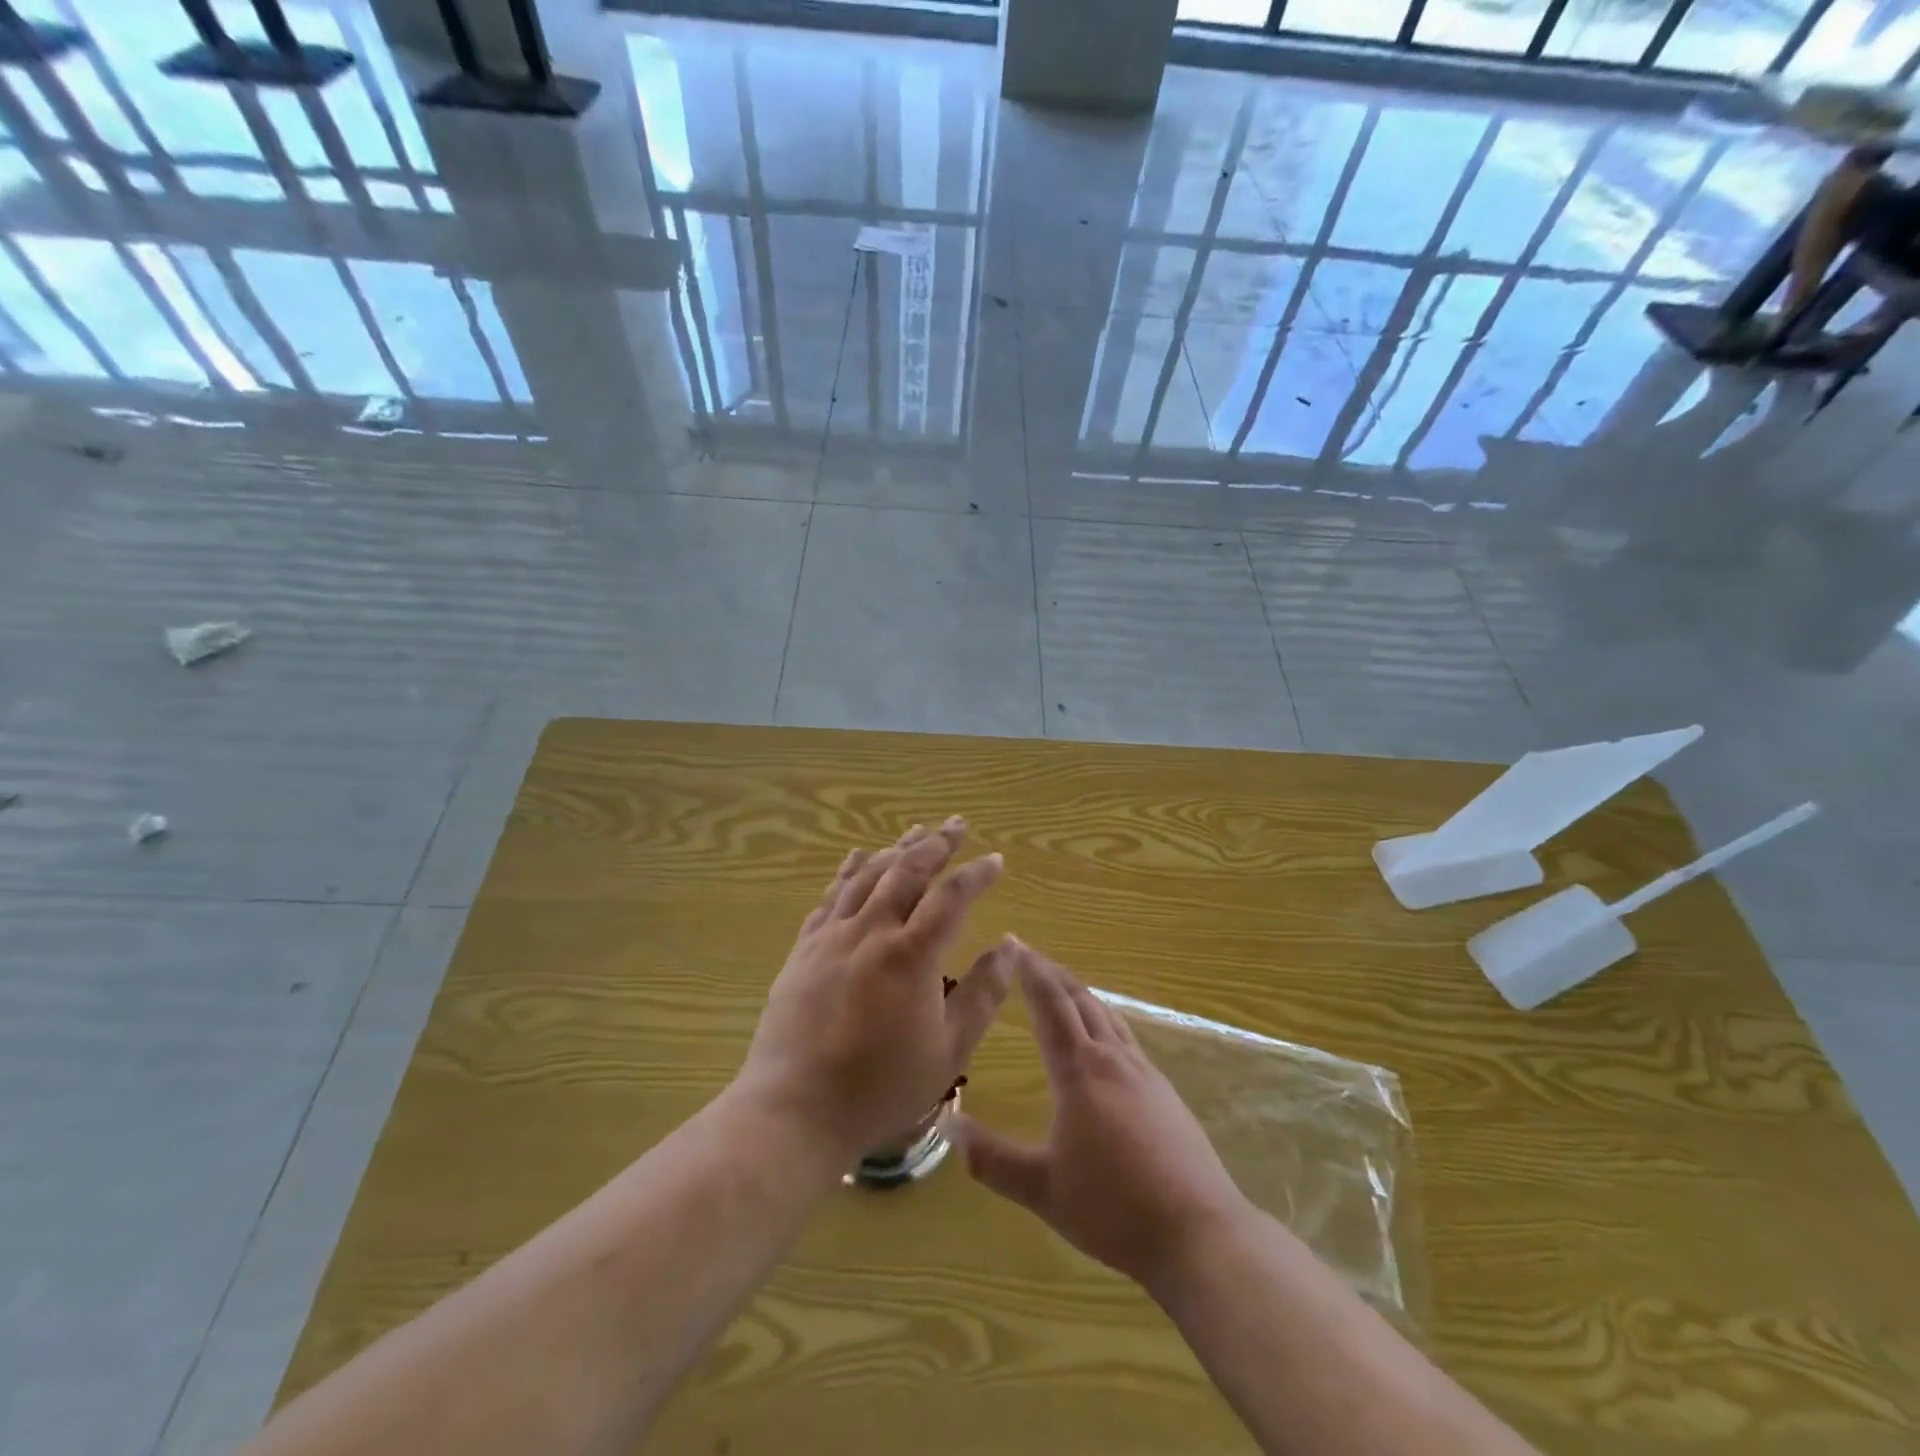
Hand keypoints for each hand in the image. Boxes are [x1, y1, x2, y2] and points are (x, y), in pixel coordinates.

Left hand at [735, 819, 1013, 1169]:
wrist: (796, 1109)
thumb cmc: (881, 1087)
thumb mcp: (949, 1050)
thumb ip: (983, 992)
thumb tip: (1011, 945)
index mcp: (911, 954)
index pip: (951, 897)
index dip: (976, 874)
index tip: (995, 860)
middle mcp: (871, 931)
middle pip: (907, 871)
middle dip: (936, 843)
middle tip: (957, 824)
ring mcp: (832, 936)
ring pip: (868, 875)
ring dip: (896, 849)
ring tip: (916, 831)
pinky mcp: (804, 948)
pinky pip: (830, 896)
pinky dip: (849, 870)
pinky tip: (858, 858)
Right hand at [957, 943, 1250, 1294]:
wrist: (1198, 1231)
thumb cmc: (1113, 1208)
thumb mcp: (1042, 1189)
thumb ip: (992, 1159)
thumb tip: (950, 1124)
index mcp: (1079, 1071)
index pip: (1049, 1004)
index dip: (1030, 971)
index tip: (1013, 942)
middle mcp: (1112, 1058)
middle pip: (1080, 999)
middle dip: (1052, 972)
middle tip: (1030, 953)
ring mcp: (1144, 1072)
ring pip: (1107, 1014)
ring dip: (1080, 992)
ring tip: (1062, 985)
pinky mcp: (1165, 1092)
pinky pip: (1126, 1037)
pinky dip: (1104, 1019)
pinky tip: (1105, 1037)